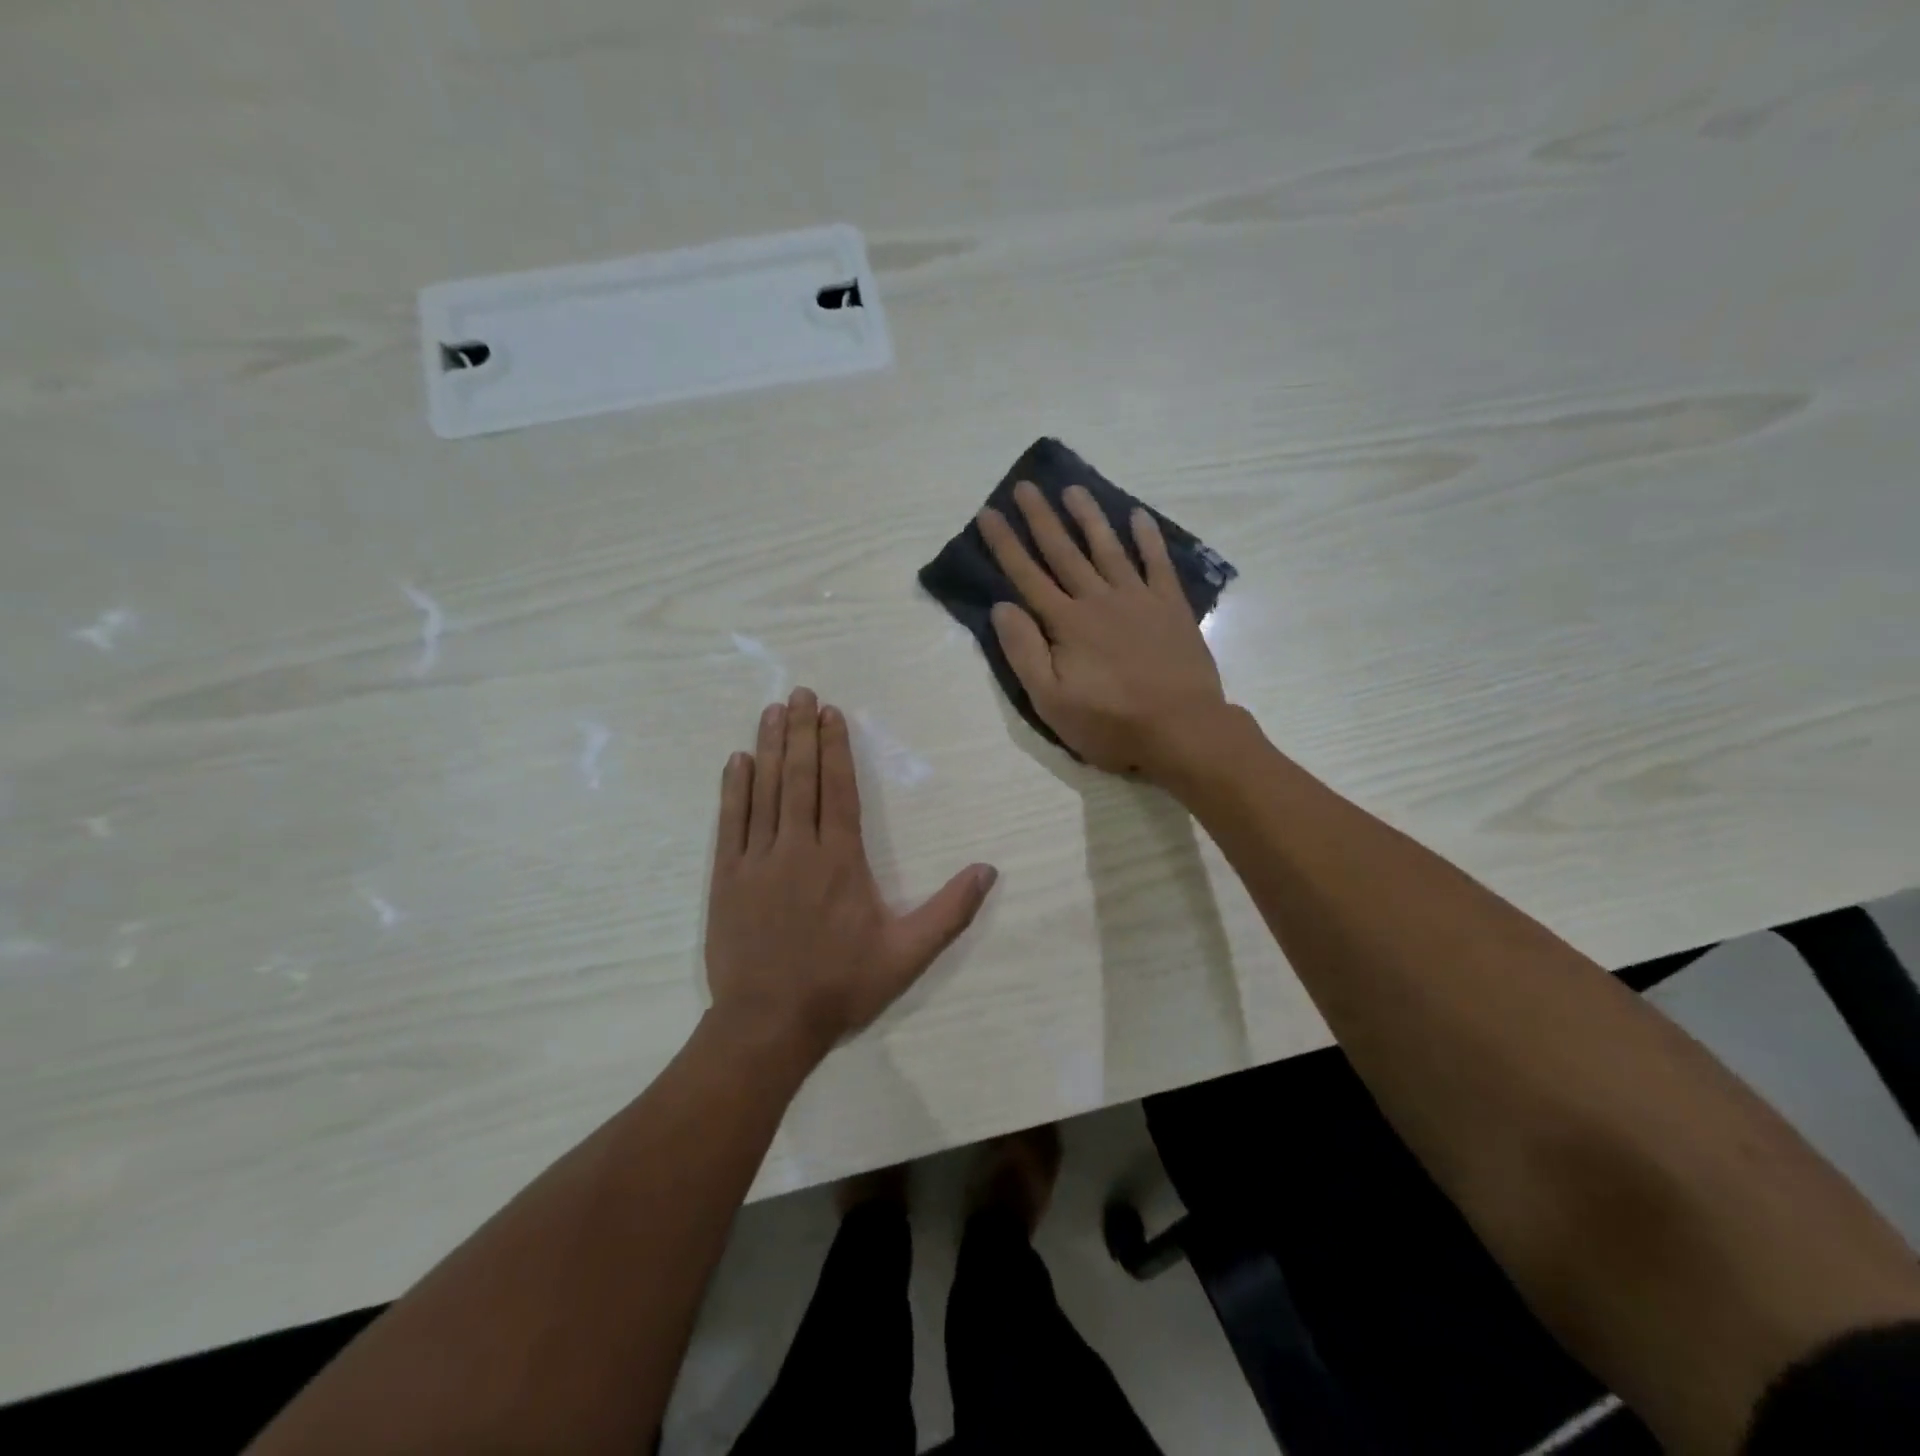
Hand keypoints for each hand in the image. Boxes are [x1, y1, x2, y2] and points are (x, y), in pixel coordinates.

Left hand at [704, 687, 998, 1060]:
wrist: (768, 1023)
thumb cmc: (841, 985)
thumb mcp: (907, 954)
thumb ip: (949, 911)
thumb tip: (988, 870)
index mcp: (840, 860)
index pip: (838, 789)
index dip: (836, 748)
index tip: (830, 713)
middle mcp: (798, 848)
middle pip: (801, 779)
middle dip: (802, 733)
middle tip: (799, 693)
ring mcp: (757, 860)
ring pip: (765, 791)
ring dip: (770, 748)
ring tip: (773, 711)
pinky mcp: (727, 878)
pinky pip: (731, 822)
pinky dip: (735, 789)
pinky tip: (738, 761)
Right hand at [978, 480, 1229, 777]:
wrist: (1182, 729)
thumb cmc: (1111, 723)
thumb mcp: (1051, 701)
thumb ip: (1024, 652)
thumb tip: (1002, 607)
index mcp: (1066, 624)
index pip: (1027, 576)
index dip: (1005, 544)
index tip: (989, 513)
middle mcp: (1098, 600)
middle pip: (1063, 552)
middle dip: (1041, 518)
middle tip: (1026, 486)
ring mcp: (1138, 599)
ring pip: (1107, 548)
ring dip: (1089, 517)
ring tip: (1073, 489)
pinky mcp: (1170, 606)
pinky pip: (1157, 562)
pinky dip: (1147, 537)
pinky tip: (1137, 516)